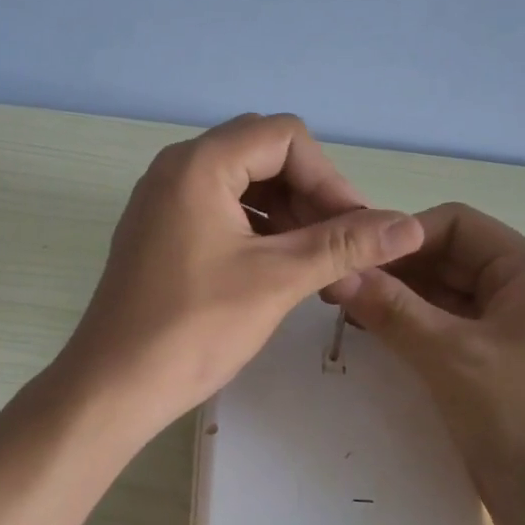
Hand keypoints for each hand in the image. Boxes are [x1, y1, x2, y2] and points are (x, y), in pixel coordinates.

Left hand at [58, 114, 425, 436]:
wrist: (113, 387)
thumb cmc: (194, 328)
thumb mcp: (277, 280)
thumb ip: (345, 245)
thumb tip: (411, 226)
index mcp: (199, 164)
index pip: (285, 137)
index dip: (330, 178)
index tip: (355, 230)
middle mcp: (177, 169)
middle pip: (265, 156)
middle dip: (312, 197)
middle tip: (340, 248)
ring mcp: (164, 201)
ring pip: (245, 186)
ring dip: (289, 218)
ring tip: (318, 268)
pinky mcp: (162, 233)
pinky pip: (222, 212)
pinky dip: (260, 233)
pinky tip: (281, 272)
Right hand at [338, 203, 524, 524]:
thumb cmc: (524, 421)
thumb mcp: (452, 357)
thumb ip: (392, 310)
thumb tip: (337, 273)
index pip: (457, 224)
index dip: (403, 235)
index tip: (352, 257)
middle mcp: (522, 294)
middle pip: (449, 260)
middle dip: (396, 270)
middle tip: (337, 288)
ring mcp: (509, 334)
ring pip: (444, 299)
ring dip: (398, 302)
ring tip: (345, 313)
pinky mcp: (494, 370)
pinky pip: (447, 334)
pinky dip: (411, 332)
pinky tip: (373, 340)